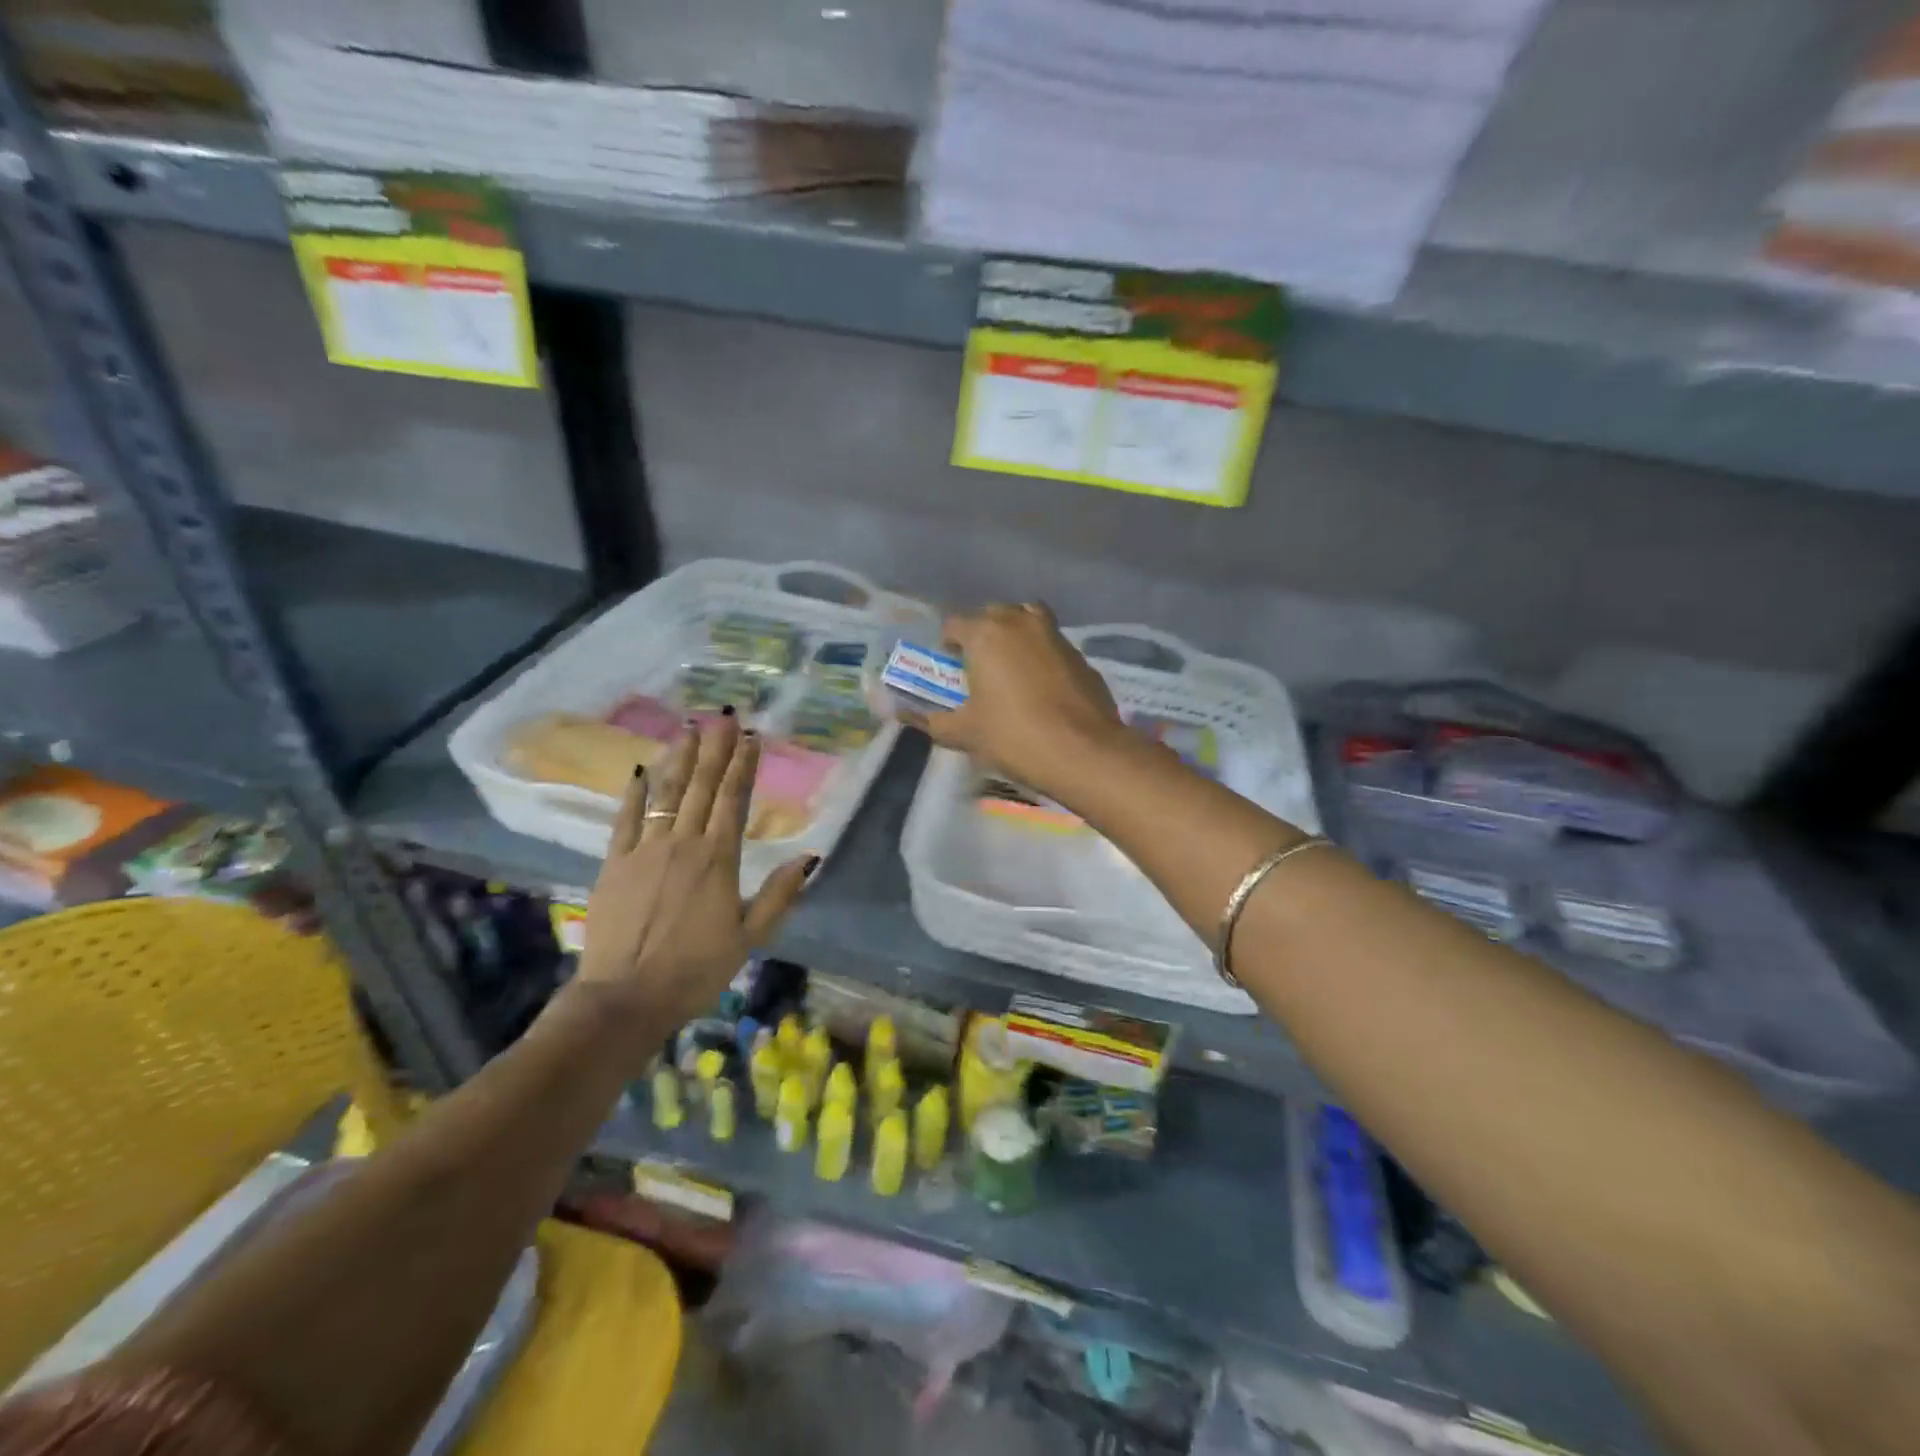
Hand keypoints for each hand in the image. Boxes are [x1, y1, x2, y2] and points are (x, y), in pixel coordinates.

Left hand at [576, 714, 816, 1031]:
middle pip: (702, 787)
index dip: (743, 766)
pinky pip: (626, 819)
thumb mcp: (749, 938)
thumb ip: (779, 895)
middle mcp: (683, 844)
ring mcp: (644, 850)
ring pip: (666, 794)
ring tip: (689, 728)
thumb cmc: (695, 970)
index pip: (734, 800)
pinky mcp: (614, 863)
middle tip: (723, 717)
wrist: (625, 997)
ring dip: (679, 759)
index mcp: (718, 860)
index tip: (751, 737)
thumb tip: (811, 857)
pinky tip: (642, 770)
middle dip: (715, 750)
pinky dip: (636, 793)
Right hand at [908, 602, 1124, 795]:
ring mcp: (1055, 635)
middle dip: (982, 634)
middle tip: (978, 667)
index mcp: (985, 634)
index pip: (954, 624)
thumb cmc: (1013, 736)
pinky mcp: (1080, 655)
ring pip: (1028, 620)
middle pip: (993, 615)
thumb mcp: (965, 733)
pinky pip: (1052, 644)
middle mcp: (1020, 623)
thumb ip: (932, 722)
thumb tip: (905, 717)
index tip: (950, 667)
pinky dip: (1042, 654)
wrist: (1082, 751)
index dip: (948, 644)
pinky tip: (1042, 686)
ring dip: (1015, 634)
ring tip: (1011, 667)